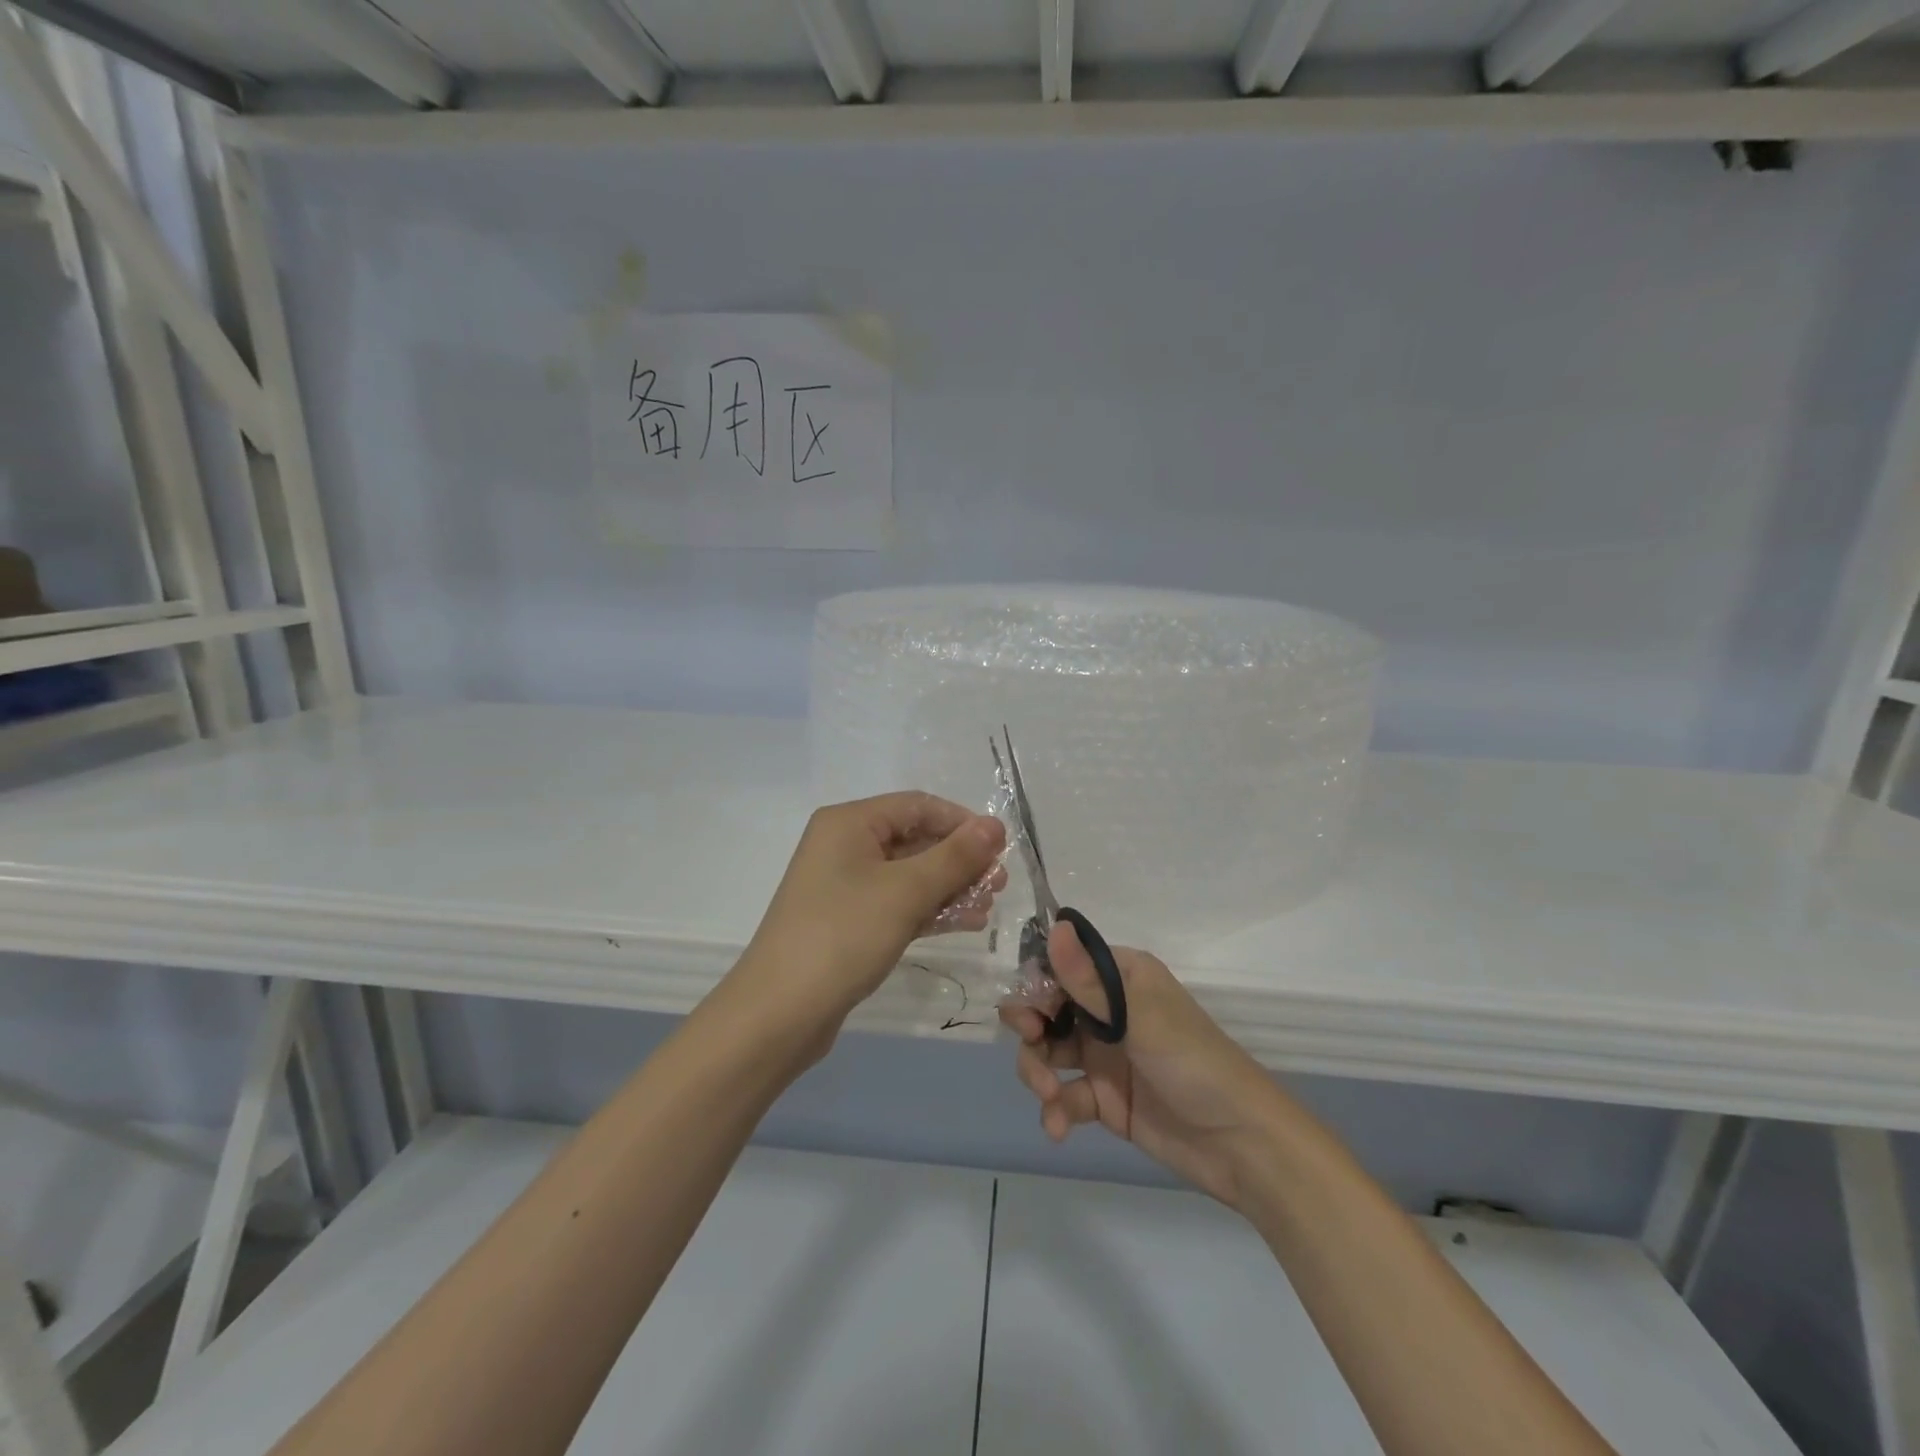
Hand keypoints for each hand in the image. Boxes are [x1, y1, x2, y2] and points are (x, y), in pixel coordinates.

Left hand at [734, 793, 1006, 1042]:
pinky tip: (966, 923)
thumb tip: (995, 825)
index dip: (962, 822)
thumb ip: (955, 856)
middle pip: (915, 839)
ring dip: (950, 887)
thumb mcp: (905, 891)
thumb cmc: (843, 936)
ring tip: (988, 907)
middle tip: (999, 884)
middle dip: (960, 860)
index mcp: (850, 823)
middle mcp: (845, 846)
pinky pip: (898, 903)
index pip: (918, 806)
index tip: (1001, 848)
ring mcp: (845, 886)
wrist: (779, 1013)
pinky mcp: (849, 921)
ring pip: (910, 875)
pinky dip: (930, 910)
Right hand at [1002, 923, 1283, 1209]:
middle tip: (1031, 1040)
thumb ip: (1089, 981)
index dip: (1038, 982)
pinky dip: (1055, 1109)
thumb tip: (1056, 926)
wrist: (1240, 1144)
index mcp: (1120, 977)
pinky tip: (1058, 1128)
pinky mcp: (1103, 1098)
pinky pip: (1064, 1095)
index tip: (1029, 1006)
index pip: (1064, 965)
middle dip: (1031, 1025)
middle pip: (1048, 1007)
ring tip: (1049, 1094)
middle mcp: (1108, 1010)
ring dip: (1037, 1070)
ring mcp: (1103, 1055)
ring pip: (1048, 1050)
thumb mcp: (1140, 1018)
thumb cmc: (1193, 1063)